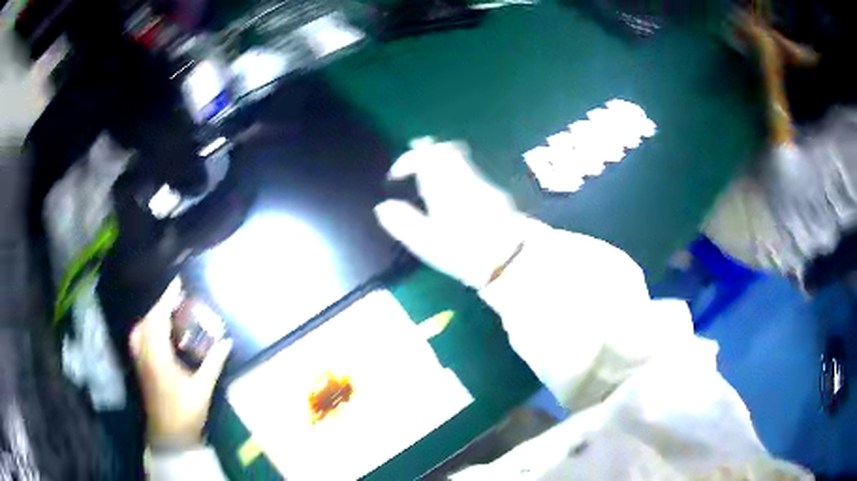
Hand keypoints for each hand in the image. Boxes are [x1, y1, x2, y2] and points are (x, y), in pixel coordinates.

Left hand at [130, 279, 232, 445]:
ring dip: (152, 316)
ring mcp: (140, 360)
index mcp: (158, 357)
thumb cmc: (185, 413)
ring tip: (167, 313)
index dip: (167, 299)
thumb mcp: (203, 389)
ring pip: (140, 328)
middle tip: (177, 299)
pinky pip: (139, 337)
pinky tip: (157, 332)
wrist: (169, 436)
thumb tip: (226, 341)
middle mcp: (145, 353)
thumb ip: (213, 363)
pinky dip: (147, 327)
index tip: (177, 283)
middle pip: (148, 320)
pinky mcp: (140, 367)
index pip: (159, 319)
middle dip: (160, 305)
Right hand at [374, 138, 524, 287]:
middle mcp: (463, 176)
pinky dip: (458, 169)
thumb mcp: (428, 244)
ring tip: (432, 172)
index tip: (396, 175)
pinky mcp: (495, 192)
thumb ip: (404, 223)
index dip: (407, 160)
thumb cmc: (464, 252)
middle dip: (427, 149)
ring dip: (443, 158)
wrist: (510, 259)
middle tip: (414, 158)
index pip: (424, 157)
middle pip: (446, 149)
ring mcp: (482, 182)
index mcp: (443, 186)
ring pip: (460, 157)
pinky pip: (471, 170)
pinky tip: (455, 188)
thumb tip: (382, 207)